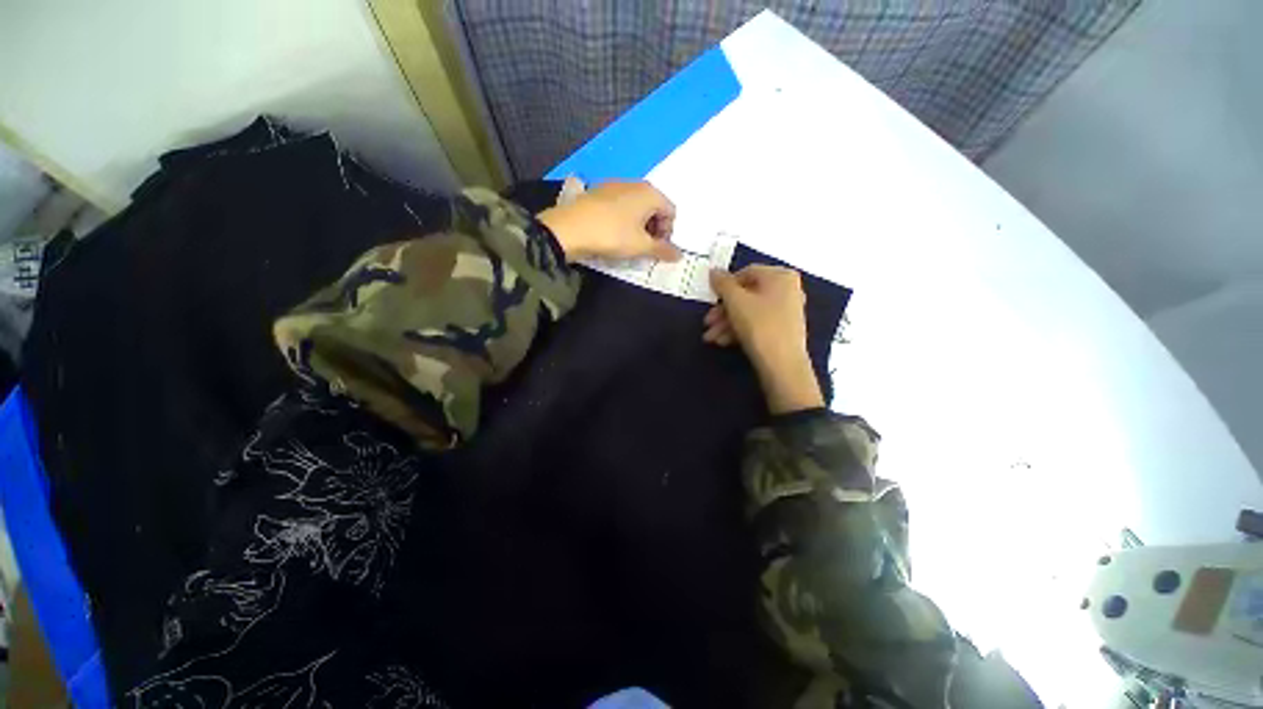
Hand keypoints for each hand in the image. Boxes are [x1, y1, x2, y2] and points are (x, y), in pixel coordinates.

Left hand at [537, 179, 681, 261]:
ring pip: (636, 206)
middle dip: (653, 229)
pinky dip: (623, 219)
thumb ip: (663, 250)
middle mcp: (636, 183)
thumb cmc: (612, 235)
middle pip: (654, 207)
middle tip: (643, 247)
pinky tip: (612, 233)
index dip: (668, 233)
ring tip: (627, 242)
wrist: (570, 228)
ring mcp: (615, 185)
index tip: (656, 249)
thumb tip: (680, 255)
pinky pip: (620, 205)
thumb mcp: (640, 246)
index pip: (671, 212)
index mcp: (650, 193)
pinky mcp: (599, 191)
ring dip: (638, 225)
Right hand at [706, 265, 823, 413]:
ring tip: (711, 338)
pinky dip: (739, 330)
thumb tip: (713, 271)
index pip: (746, 273)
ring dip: (726, 323)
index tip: (710, 299)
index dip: (725, 285)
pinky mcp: (782, 329)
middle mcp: (787, 290)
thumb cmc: (760, 326)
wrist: (783, 366)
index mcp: (780, 276)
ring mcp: (786, 311)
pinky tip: (723, 342)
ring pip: (748, 311)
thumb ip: (722, 284)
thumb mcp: (736, 302)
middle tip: (707, 323)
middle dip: (722, 310)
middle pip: (746, 295)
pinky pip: (757, 323)